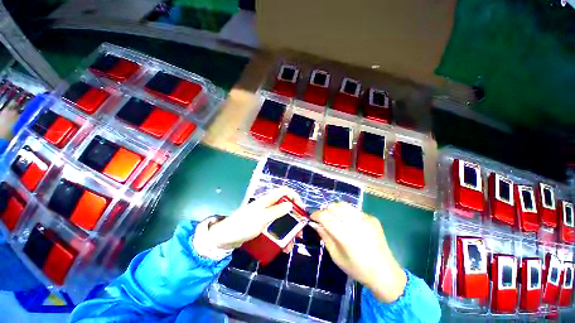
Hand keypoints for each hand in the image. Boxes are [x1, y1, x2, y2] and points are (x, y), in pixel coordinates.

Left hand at [207, 186, 302, 251]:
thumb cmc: (243, 225)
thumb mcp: (261, 218)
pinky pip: (275, 228)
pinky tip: (283, 247)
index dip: (294, 197)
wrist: (225, 238)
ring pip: (281, 219)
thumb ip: (276, 211)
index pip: (284, 191)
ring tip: (291, 244)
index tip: (300, 209)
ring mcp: (265, 216)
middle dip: (294, 218)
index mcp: (267, 200)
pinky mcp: (262, 225)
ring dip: (288, 230)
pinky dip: (280, 236)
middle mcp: (267, 206)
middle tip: (299, 230)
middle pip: (285, 207)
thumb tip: (290, 204)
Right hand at [310, 203, 406, 302]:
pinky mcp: (372, 218)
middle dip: (325, 211)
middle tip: (324, 219)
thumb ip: (324, 237)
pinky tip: (350, 224)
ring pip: (343, 205)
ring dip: (335, 210)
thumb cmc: (357, 269)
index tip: (312, 217)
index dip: (316, 214)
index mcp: (346, 236)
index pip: (325, 216)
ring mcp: (366, 219)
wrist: (385, 273)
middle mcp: (356, 224)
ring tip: (335, 219)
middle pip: (334, 206)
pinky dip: (347, 214)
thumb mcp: (336, 256)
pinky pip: (354, 210)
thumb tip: (315, 223)